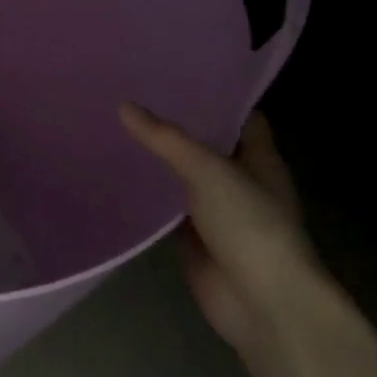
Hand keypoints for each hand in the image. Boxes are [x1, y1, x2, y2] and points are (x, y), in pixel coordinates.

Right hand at [118, 105, 324, 351]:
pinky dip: (147, 196)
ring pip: (182, 177)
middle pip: (207, 145)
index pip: (240, 116)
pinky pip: (166, 210)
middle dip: (175, 125)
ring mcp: (216, 212)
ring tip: (115, 127)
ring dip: (157, 160)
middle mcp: (240, 181)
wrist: (260, 302)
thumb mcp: (209, 172)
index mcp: (259, 159)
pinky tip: (116, 175)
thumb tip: (123, 105)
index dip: (215, 95)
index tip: (175, 74)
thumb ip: (166, 140)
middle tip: (132, 95)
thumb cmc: (250, 226)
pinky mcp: (193, 238)